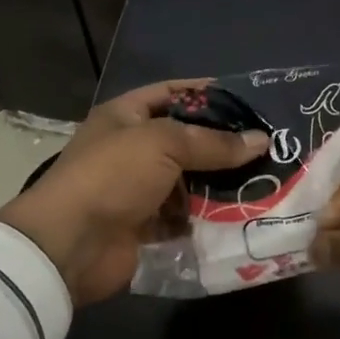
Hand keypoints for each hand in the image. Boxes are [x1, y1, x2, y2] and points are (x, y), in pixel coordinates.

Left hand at [0, 81, 267, 304]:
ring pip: (190, 180)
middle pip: (186, 140)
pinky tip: (243, 213)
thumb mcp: (163, 144)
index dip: (209, 94)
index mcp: (126, 116)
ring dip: (221, 183)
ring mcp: (139, 189)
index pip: (174, 93)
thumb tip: (261, 140)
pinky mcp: (147, 225)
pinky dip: (209, 216)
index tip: (250, 101)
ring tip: (266, 180)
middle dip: (224, 144)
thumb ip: (213, 142)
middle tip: (270, 147)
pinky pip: (186, 216)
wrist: (70, 245)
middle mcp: (133, 149)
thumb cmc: (112, 177)